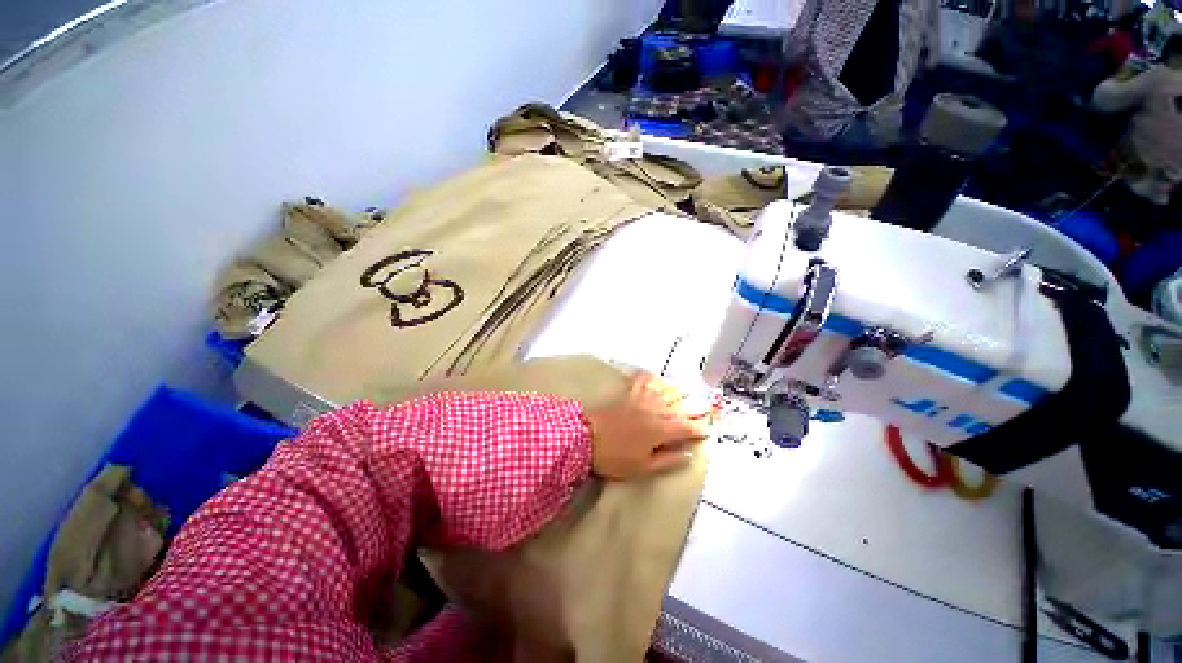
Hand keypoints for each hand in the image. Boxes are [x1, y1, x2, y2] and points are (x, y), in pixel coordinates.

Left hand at [583, 373, 711, 479]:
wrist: (586, 437)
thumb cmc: (615, 457)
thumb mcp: (642, 467)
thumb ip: (667, 460)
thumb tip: (688, 455)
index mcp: (661, 430)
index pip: (686, 427)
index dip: (699, 428)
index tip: (707, 430)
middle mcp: (655, 410)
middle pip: (679, 406)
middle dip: (694, 408)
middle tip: (704, 408)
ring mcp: (641, 399)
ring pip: (665, 391)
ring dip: (677, 392)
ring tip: (686, 392)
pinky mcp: (628, 394)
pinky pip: (643, 381)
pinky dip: (652, 378)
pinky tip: (656, 378)